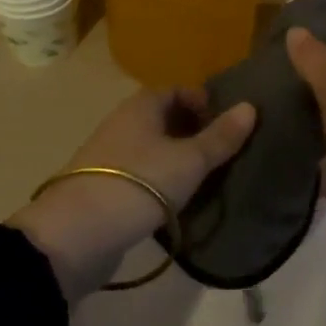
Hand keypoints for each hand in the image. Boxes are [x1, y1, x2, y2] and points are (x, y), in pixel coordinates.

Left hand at [9, 88, 254, 299]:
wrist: (75, 235)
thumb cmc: (138, 184)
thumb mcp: (189, 161)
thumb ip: (220, 137)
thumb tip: (250, 106)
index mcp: (142, 106)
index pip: (177, 89)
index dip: (203, 101)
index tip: (226, 125)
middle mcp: (124, 123)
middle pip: (164, 118)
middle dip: (194, 131)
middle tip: (222, 153)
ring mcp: (111, 156)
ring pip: (153, 147)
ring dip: (178, 158)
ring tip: (206, 179)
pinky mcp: (105, 188)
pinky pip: (142, 174)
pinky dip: (162, 180)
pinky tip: (178, 201)